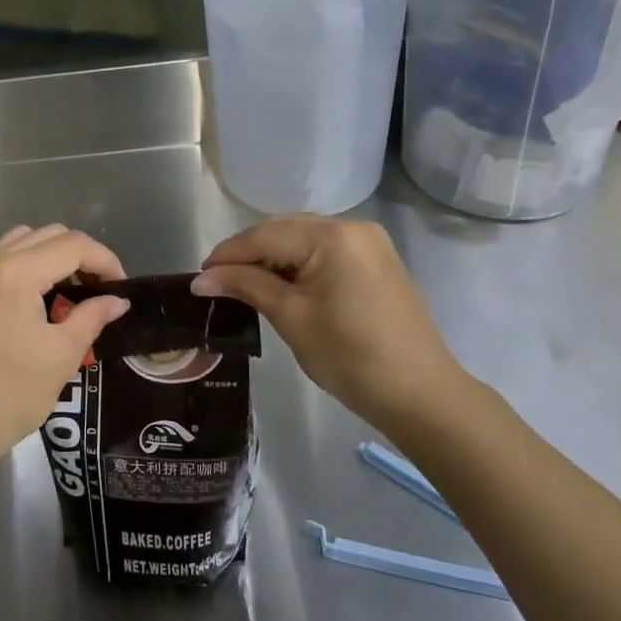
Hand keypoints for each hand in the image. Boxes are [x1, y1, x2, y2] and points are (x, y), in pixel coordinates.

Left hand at [0, 215, 130, 480]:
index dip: (105, 261)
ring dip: (39, 252)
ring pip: (7, 242)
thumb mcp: (63, 356)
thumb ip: (92, 316)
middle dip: (78, 256)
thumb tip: (117, 300)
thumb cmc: (12, 396)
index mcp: (19, 273)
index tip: (119, 287)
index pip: (73, 246)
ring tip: (59, 283)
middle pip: (45, 236)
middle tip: (95, 290)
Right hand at [191, 216, 470, 430]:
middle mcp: (352, 226)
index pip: (265, 235)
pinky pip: (325, 251)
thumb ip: (246, 287)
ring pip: (304, 239)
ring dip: (272, 258)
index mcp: (332, 235)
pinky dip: (299, 264)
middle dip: (249, 253)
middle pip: (284, 229)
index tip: (199, 277)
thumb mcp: (291, 318)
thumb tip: (202, 279)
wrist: (422, 395)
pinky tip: (282, 286)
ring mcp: (369, 243)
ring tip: (245, 286)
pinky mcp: (377, 261)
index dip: (228, 255)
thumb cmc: (350, 356)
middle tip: (218, 283)